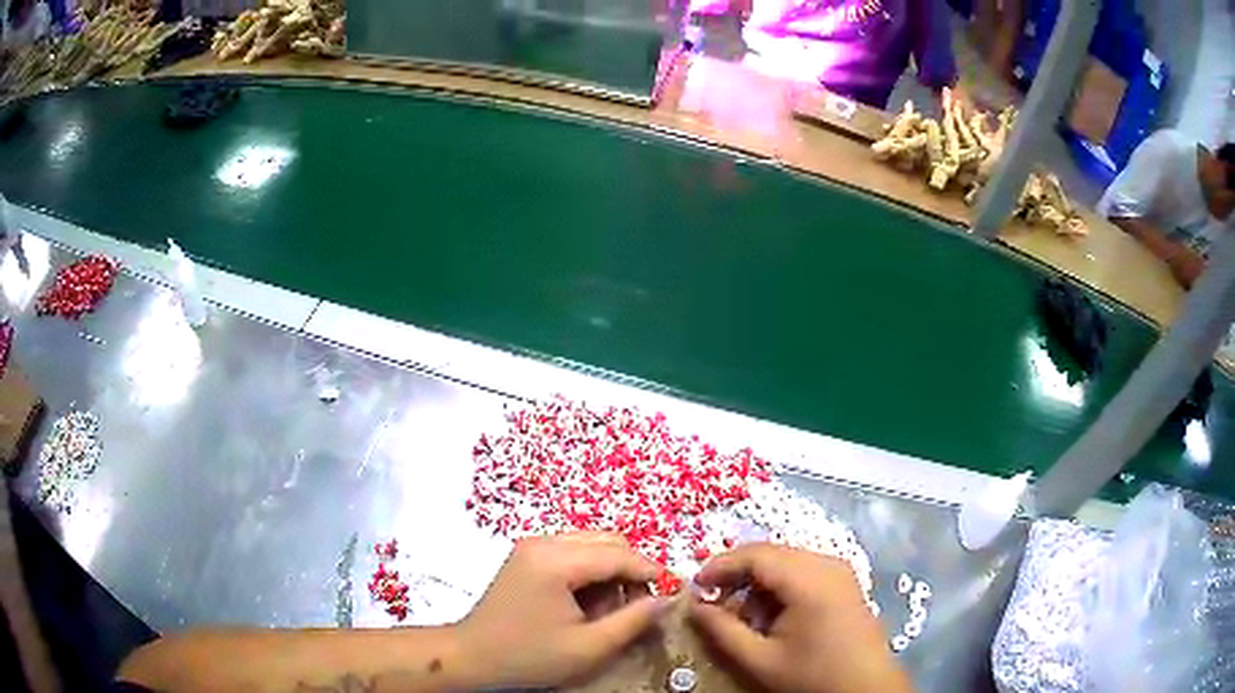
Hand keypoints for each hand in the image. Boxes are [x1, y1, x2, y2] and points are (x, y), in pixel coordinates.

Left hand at [457, 532, 669, 687]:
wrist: (471, 656)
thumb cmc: (528, 656)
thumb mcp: (589, 647)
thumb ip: (633, 621)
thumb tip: (665, 600)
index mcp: (556, 561)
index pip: (618, 554)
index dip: (650, 571)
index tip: (672, 590)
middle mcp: (543, 542)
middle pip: (606, 541)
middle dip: (630, 570)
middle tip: (637, 606)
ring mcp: (532, 546)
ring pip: (591, 544)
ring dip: (610, 571)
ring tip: (608, 610)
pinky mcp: (526, 555)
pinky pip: (572, 552)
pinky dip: (590, 572)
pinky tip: (586, 603)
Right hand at [689, 544, 911, 692]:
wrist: (866, 688)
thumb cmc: (813, 676)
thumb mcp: (760, 660)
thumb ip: (722, 630)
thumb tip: (694, 606)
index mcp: (809, 579)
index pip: (756, 554)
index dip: (720, 566)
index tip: (694, 587)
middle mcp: (827, 564)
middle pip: (771, 553)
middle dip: (737, 574)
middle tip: (712, 601)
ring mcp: (840, 571)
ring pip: (786, 561)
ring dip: (758, 582)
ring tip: (740, 615)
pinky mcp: (844, 582)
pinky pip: (803, 571)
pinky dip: (779, 587)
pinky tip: (770, 615)